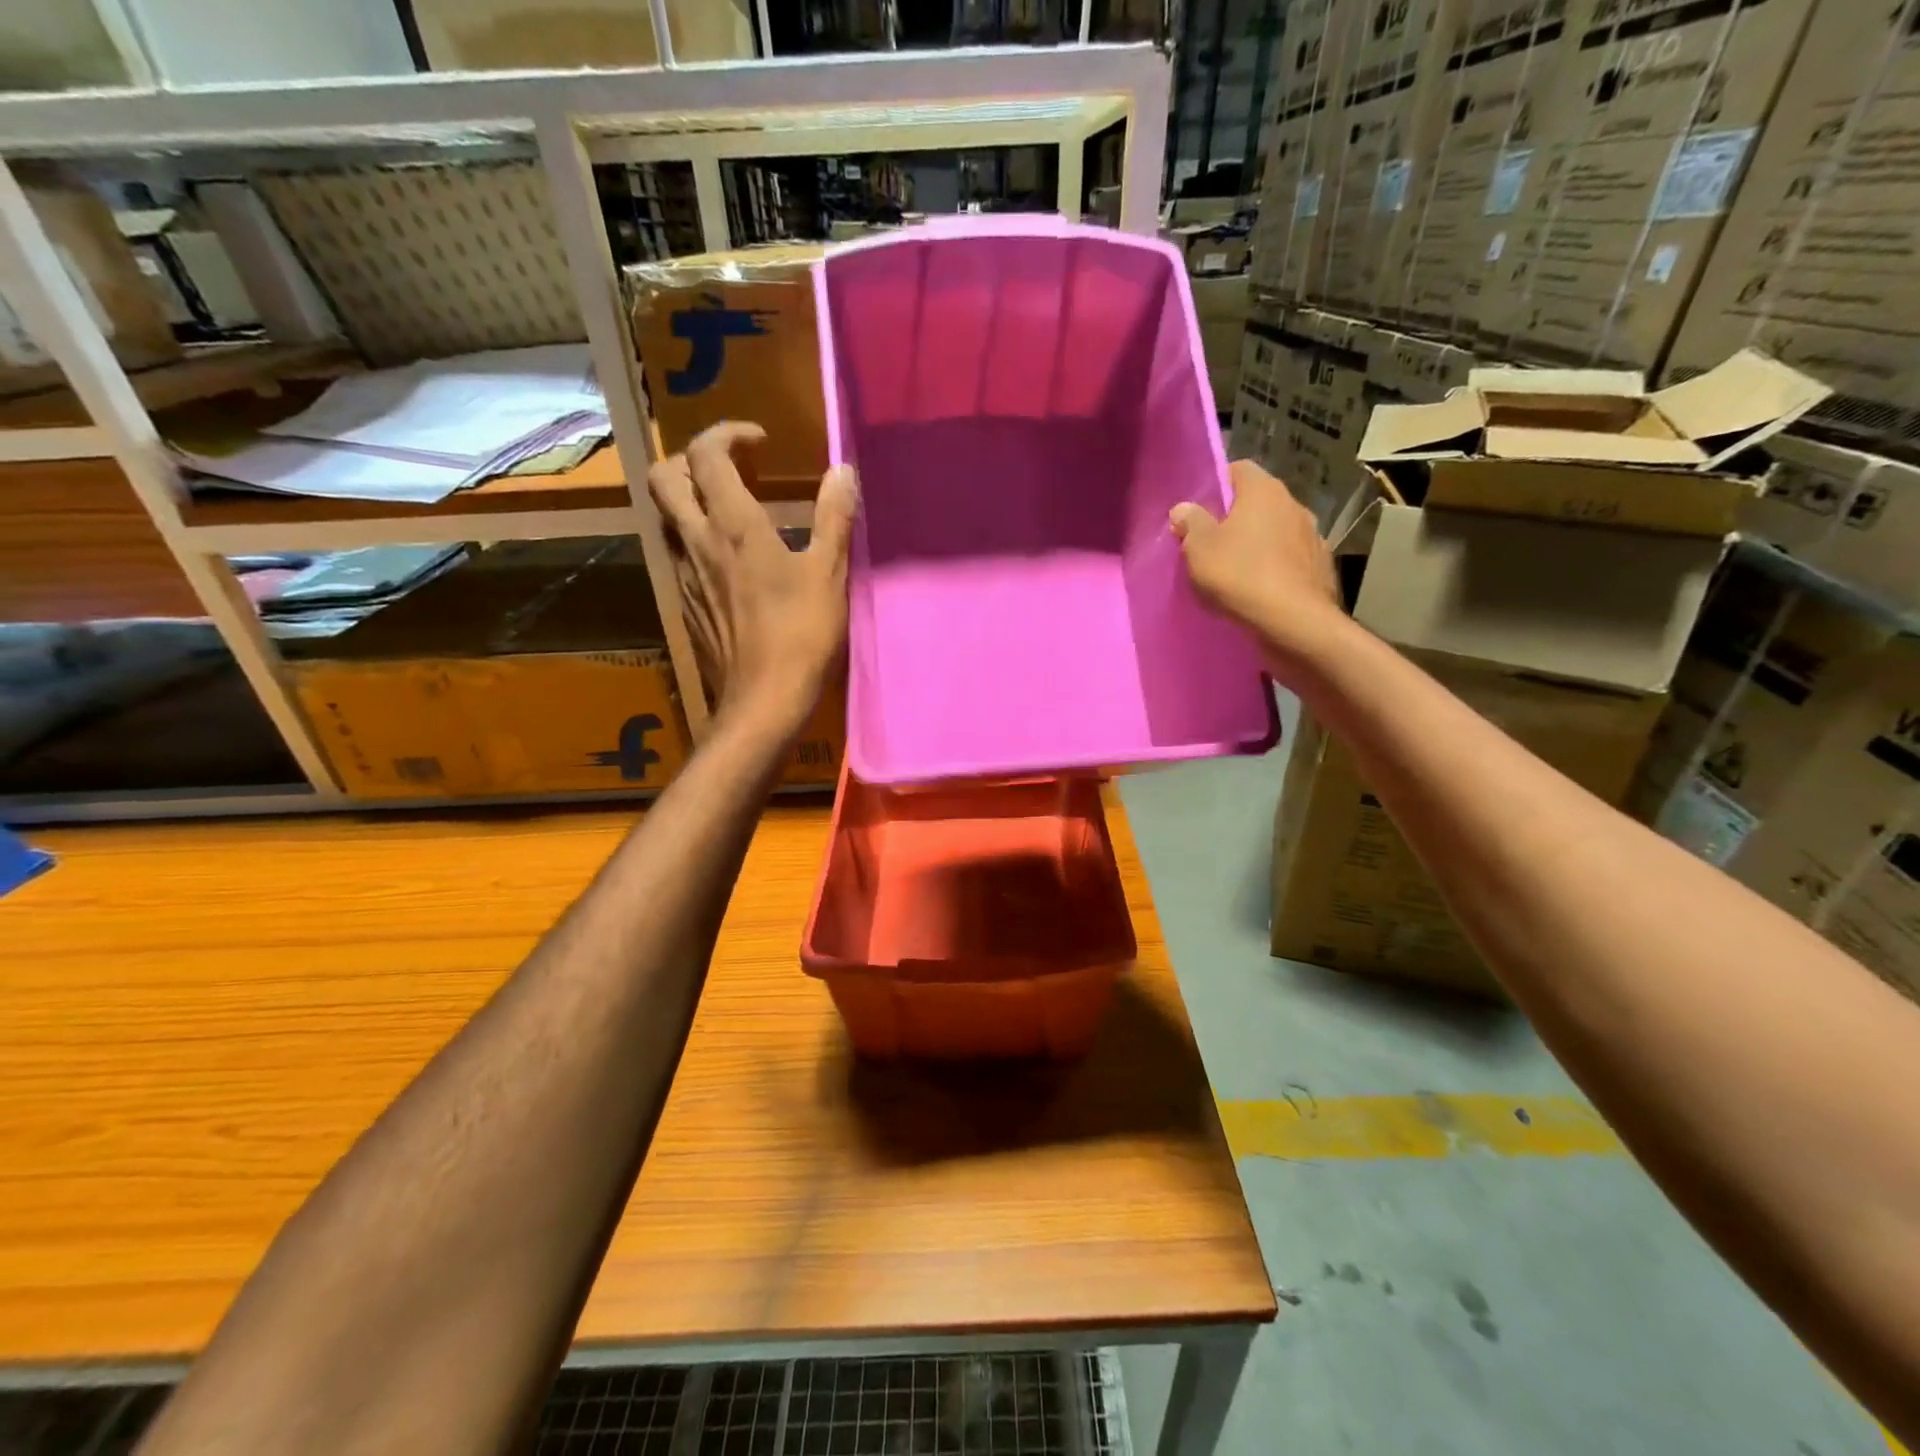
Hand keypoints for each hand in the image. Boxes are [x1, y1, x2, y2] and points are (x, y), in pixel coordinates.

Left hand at [648, 421, 856, 734]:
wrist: (763, 700)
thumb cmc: (801, 635)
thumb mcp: (828, 574)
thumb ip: (834, 517)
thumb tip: (843, 470)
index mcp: (733, 526)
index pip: (707, 454)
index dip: (728, 434)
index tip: (760, 443)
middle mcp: (696, 542)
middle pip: (664, 479)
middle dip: (692, 460)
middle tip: (732, 471)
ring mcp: (685, 576)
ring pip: (666, 518)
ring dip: (691, 501)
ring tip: (730, 513)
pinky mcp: (686, 606)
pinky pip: (678, 556)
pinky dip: (696, 541)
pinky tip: (729, 564)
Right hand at [1170, 460, 1342, 678]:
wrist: (1294, 623)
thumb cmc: (1241, 576)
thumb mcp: (1199, 549)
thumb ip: (1191, 523)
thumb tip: (1184, 508)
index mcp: (1263, 491)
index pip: (1238, 469)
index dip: (1216, 485)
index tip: (1198, 511)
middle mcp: (1294, 504)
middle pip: (1258, 503)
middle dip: (1236, 519)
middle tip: (1210, 544)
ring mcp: (1313, 536)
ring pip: (1276, 532)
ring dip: (1258, 545)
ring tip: (1236, 572)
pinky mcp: (1322, 567)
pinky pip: (1290, 560)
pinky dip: (1276, 569)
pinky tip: (1260, 591)